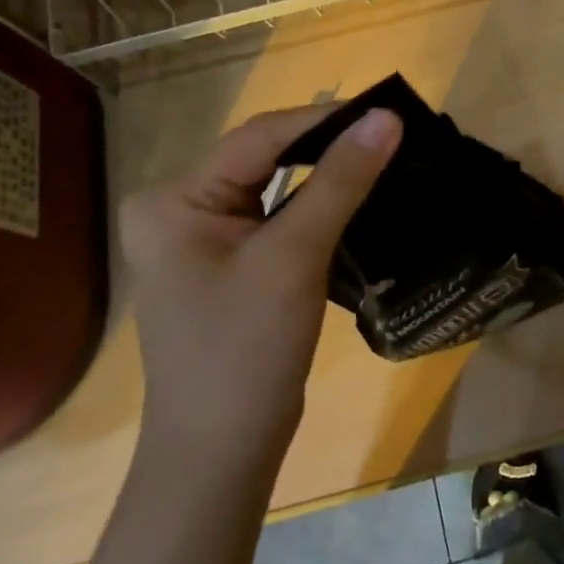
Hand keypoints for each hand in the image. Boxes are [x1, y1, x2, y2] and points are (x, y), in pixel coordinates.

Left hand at [117, 105, 401, 459]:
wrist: (222, 452)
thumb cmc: (246, 349)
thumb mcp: (294, 257)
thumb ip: (340, 182)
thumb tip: (386, 118)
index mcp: (174, 199)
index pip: (257, 139)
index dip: (323, 119)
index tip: (385, 111)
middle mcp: (178, 209)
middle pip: (263, 161)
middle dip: (325, 147)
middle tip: (389, 134)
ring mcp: (202, 240)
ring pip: (274, 190)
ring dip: (325, 177)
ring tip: (382, 156)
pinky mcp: (228, 266)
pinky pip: (276, 221)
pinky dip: (315, 209)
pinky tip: (355, 198)